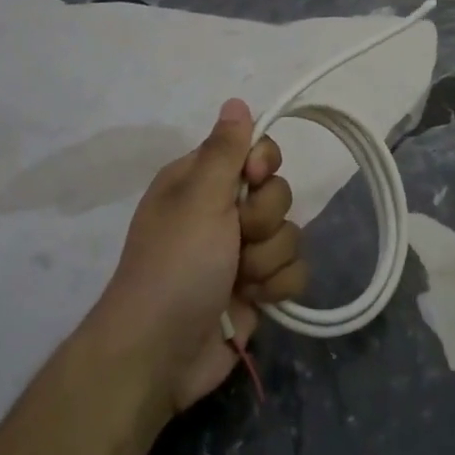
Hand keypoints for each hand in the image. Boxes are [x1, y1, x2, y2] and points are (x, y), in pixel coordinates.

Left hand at [85, 99, 306, 414]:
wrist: (161, 354)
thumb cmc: (175, 266)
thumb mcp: (198, 199)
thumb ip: (225, 150)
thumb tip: (236, 100)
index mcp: (200, 182)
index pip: (255, 151)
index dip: (263, 165)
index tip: (253, 181)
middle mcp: (221, 212)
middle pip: (277, 194)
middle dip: (264, 221)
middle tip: (236, 239)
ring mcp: (240, 253)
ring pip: (289, 235)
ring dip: (268, 260)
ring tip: (239, 280)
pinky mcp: (257, 289)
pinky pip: (293, 272)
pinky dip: (277, 287)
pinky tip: (255, 300)